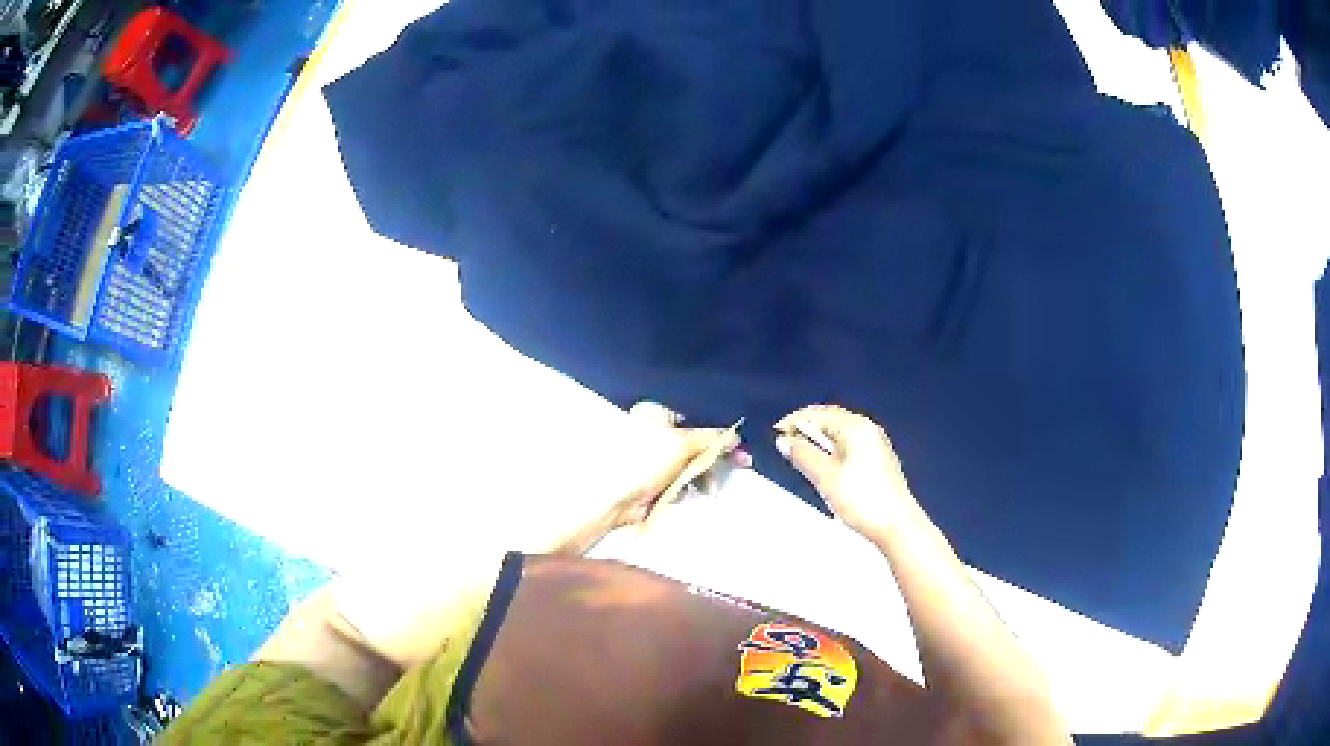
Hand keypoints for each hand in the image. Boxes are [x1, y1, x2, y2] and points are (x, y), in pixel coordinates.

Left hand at [603, 401, 747, 527]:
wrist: (615, 497)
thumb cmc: (646, 461)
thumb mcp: (683, 443)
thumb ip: (712, 438)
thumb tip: (735, 437)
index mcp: (656, 413)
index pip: (696, 419)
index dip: (719, 433)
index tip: (741, 446)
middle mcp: (654, 432)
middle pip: (696, 443)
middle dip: (715, 457)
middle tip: (743, 464)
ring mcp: (653, 459)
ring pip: (690, 464)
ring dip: (703, 476)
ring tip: (711, 490)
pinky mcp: (653, 481)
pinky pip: (679, 480)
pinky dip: (686, 487)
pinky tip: (684, 494)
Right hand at [775, 405, 913, 539]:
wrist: (896, 525)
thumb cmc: (863, 500)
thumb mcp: (825, 477)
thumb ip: (803, 455)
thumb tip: (784, 441)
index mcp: (856, 427)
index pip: (818, 414)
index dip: (793, 422)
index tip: (775, 434)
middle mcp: (868, 430)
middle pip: (831, 420)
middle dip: (806, 429)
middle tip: (785, 443)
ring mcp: (876, 445)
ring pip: (840, 434)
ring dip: (819, 441)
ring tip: (801, 456)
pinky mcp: (879, 461)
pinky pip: (850, 446)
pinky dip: (832, 450)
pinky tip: (825, 467)